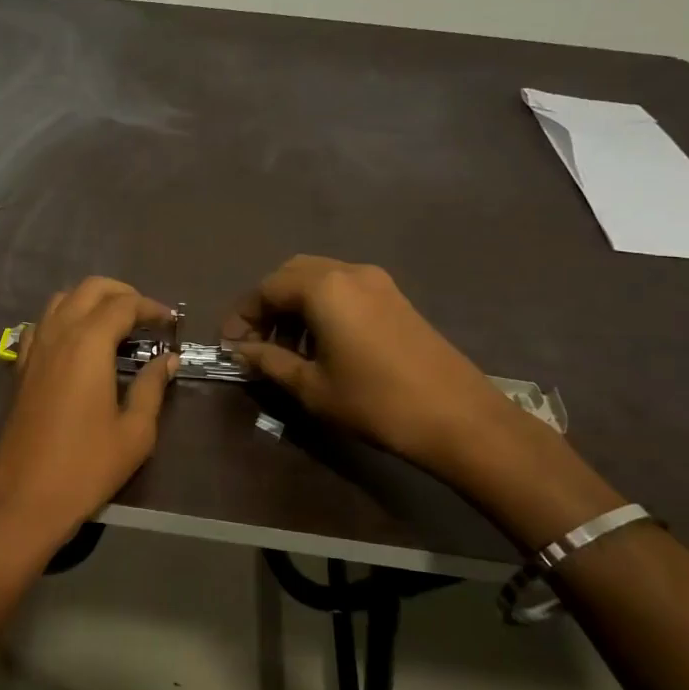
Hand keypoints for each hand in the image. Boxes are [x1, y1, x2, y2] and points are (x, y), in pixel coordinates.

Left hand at [0, 278, 177, 557]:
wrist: (23, 497)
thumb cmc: (86, 466)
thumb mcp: (134, 431)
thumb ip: (152, 387)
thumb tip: (167, 360)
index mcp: (89, 343)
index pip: (123, 304)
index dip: (151, 307)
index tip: (171, 322)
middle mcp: (58, 333)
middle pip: (90, 289)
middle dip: (122, 293)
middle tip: (146, 317)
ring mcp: (35, 348)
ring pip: (62, 300)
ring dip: (91, 301)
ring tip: (116, 326)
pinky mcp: (21, 367)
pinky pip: (42, 324)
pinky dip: (64, 319)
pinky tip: (78, 345)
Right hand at [225, 255, 527, 480]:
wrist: (459, 417)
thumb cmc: (376, 402)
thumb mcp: (312, 386)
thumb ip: (269, 361)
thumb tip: (240, 351)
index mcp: (324, 287)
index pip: (267, 288)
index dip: (242, 315)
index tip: (229, 345)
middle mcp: (349, 271)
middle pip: (292, 274)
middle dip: (267, 304)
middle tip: (255, 341)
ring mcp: (377, 282)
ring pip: (319, 278)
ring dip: (295, 305)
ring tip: (286, 348)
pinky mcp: (395, 297)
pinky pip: (344, 288)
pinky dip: (322, 306)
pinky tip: (322, 344)